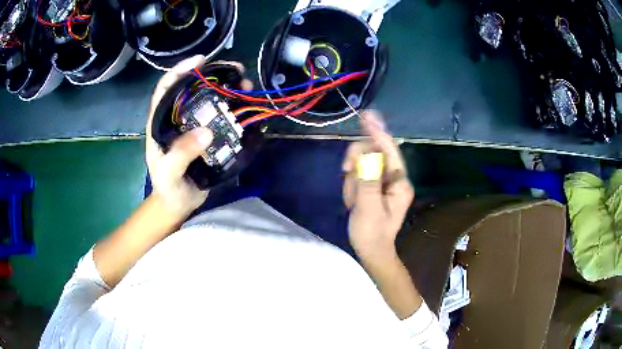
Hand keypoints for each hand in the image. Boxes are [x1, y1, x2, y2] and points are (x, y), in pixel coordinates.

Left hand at [145, 55, 250, 216]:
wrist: (179, 204)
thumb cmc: (168, 189)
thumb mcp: (169, 174)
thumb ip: (181, 154)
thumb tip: (206, 131)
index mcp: (160, 123)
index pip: (166, 89)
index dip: (180, 71)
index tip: (200, 61)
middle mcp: (177, 119)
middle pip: (192, 88)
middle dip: (212, 75)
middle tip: (234, 70)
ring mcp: (194, 126)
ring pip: (209, 100)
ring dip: (228, 89)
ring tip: (245, 85)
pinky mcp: (208, 135)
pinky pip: (221, 116)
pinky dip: (234, 108)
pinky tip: (246, 105)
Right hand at [342, 111, 413, 259]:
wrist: (370, 252)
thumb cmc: (371, 234)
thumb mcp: (368, 208)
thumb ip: (367, 180)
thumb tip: (366, 153)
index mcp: (399, 182)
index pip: (389, 151)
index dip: (377, 133)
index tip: (367, 116)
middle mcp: (394, 178)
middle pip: (373, 154)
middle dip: (357, 164)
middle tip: (345, 171)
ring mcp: (383, 182)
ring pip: (362, 165)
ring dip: (352, 181)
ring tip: (352, 202)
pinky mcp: (373, 186)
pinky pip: (358, 176)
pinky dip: (351, 186)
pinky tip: (352, 202)